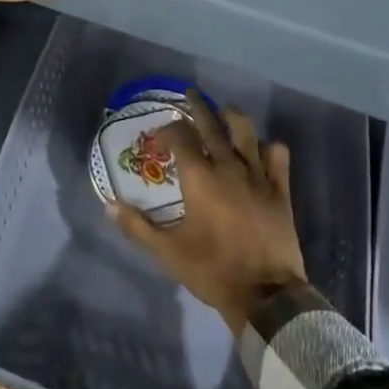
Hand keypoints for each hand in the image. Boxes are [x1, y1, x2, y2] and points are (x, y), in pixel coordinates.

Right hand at [114, 92, 308, 332]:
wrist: (264, 295)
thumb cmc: (212, 270)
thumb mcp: (168, 253)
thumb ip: (138, 227)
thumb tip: (109, 205)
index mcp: (199, 178)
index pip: (181, 138)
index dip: (169, 131)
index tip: (161, 134)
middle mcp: (228, 166)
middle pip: (212, 125)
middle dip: (199, 107)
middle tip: (191, 93)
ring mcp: (257, 175)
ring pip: (246, 133)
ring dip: (233, 117)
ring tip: (225, 110)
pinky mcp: (280, 189)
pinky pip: (278, 156)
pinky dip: (269, 147)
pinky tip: (262, 148)